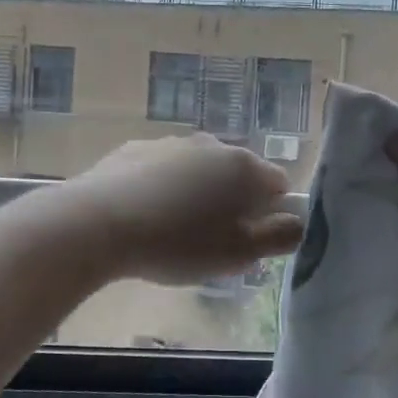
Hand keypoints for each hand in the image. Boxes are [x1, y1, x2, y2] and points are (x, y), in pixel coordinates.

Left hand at [65, 134, 304, 285]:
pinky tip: (143, 216)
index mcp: (244, 168)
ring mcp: (172, 143)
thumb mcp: (237, 254)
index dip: (270, 214)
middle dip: (232, 204)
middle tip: (210, 242)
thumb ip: (278, 238)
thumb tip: (298, 223)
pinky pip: (164, 170)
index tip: (249, 240)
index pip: (278, 184)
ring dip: (197, 195)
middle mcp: (213, 145)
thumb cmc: (177, 243)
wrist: (98, 223)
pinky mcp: (136, 148)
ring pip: (200, 171)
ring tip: (171, 232)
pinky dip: (163, 188)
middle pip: (237, 175)